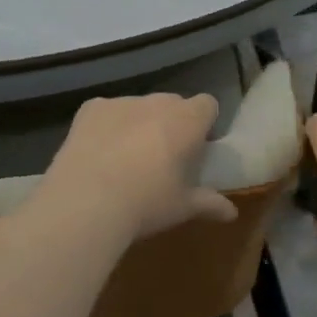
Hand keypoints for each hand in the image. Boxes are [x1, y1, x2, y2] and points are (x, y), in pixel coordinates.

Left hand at [45, 93, 237, 240]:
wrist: (85, 204)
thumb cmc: (146, 203)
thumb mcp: (183, 207)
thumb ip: (209, 203)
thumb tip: (231, 213)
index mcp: (187, 120)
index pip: (207, 104)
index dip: (204, 123)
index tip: (197, 147)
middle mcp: (157, 102)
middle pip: (173, 103)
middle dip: (172, 123)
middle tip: (164, 157)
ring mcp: (121, 102)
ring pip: (139, 107)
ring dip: (139, 123)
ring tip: (126, 158)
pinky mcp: (90, 109)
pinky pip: (106, 111)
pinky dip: (107, 125)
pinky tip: (98, 152)